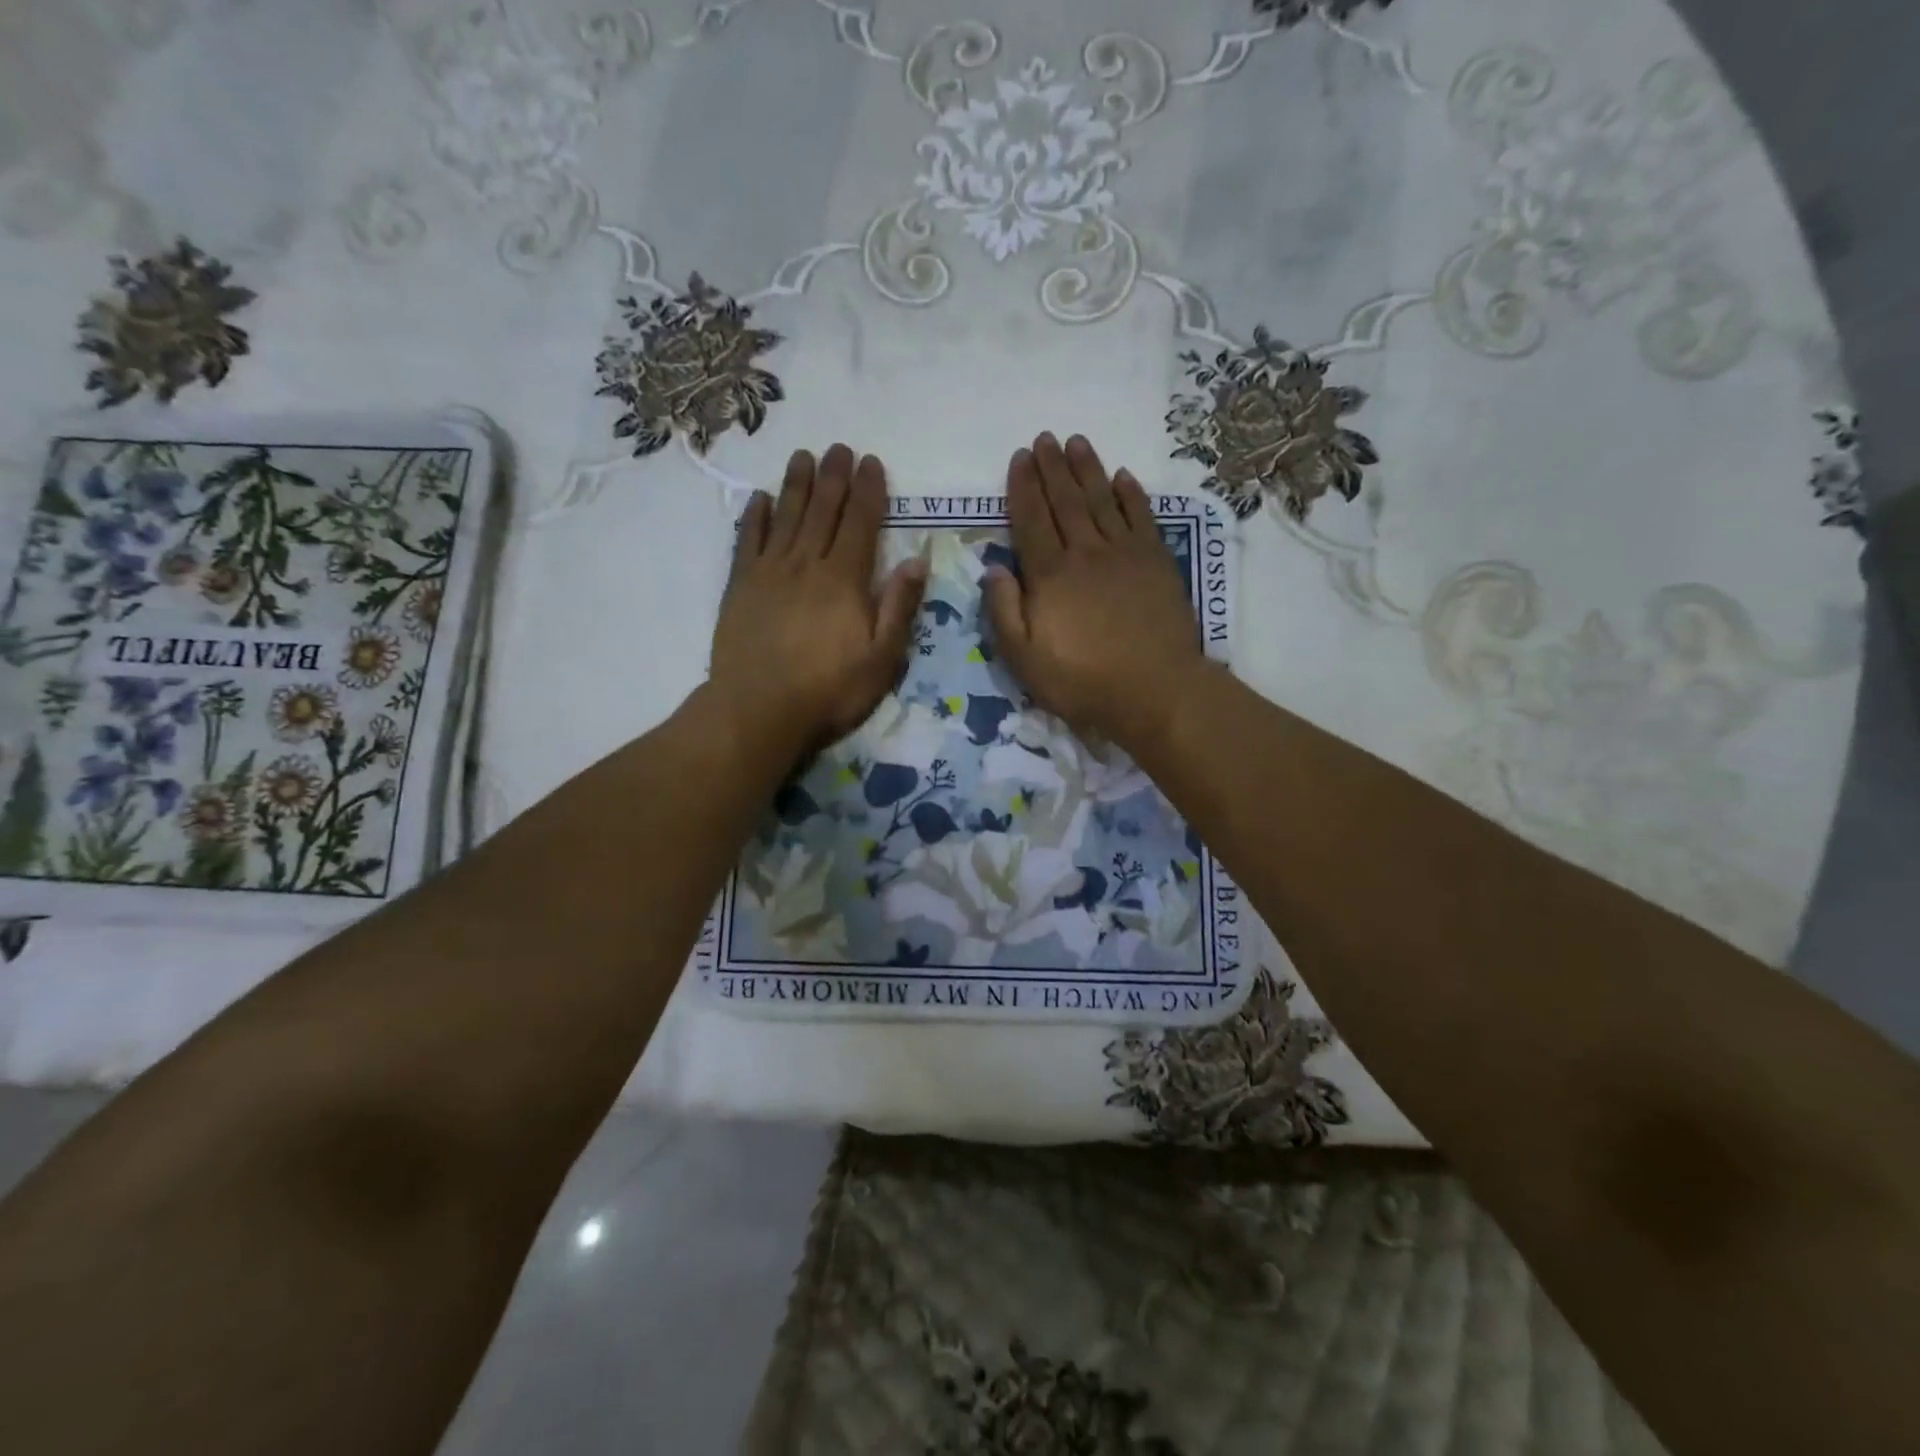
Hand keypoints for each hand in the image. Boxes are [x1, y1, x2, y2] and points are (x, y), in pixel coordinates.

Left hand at [709, 445, 927, 759]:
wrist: (758, 711)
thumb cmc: (829, 691)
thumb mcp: (881, 659)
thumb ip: (899, 607)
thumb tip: (917, 560)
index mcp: (844, 581)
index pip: (860, 524)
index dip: (868, 491)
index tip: (871, 462)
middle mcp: (806, 565)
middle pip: (823, 511)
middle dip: (833, 477)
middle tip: (838, 447)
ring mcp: (769, 573)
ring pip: (786, 517)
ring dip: (796, 485)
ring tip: (802, 456)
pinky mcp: (740, 587)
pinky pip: (747, 541)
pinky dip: (755, 517)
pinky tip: (760, 499)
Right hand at [984, 433, 1205, 753]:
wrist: (1155, 690)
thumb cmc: (1082, 681)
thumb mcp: (1024, 660)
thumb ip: (1004, 612)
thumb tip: (993, 569)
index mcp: (1050, 575)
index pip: (1031, 519)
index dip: (1023, 487)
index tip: (1019, 458)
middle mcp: (1086, 553)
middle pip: (1065, 500)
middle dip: (1052, 467)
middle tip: (1045, 438)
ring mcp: (1125, 553)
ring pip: (1102, 500)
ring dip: (1088, 469)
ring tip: (1077, 442)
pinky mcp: (1157, 562)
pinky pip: (1141, 517)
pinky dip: (1131, 494)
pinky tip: (1123, 477)